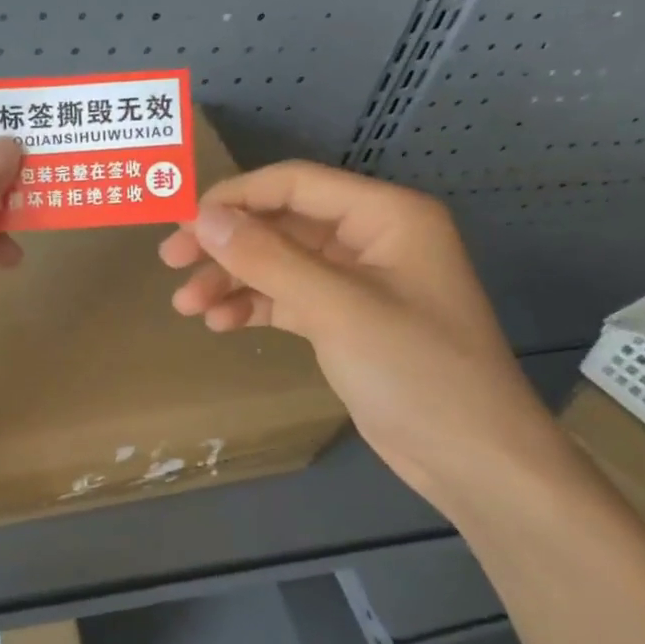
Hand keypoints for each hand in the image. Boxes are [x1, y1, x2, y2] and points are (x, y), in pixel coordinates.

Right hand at [158, 163, 565, 510]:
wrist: (473, 459)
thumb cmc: (416, 372)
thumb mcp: (336, 308)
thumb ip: (266, 258)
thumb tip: (202, 216)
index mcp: (385, 215)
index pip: (295, 184)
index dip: (234, 197)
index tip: (181, 224)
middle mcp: (371, 238)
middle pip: (281, 223)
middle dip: (226, 243)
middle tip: (171, 262)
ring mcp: (359, 281)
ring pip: (279, 263)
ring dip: (233, 279)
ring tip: (187, 306)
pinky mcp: (346, 320)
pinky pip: (289, 298)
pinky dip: (254, 306)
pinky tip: (222, 324)